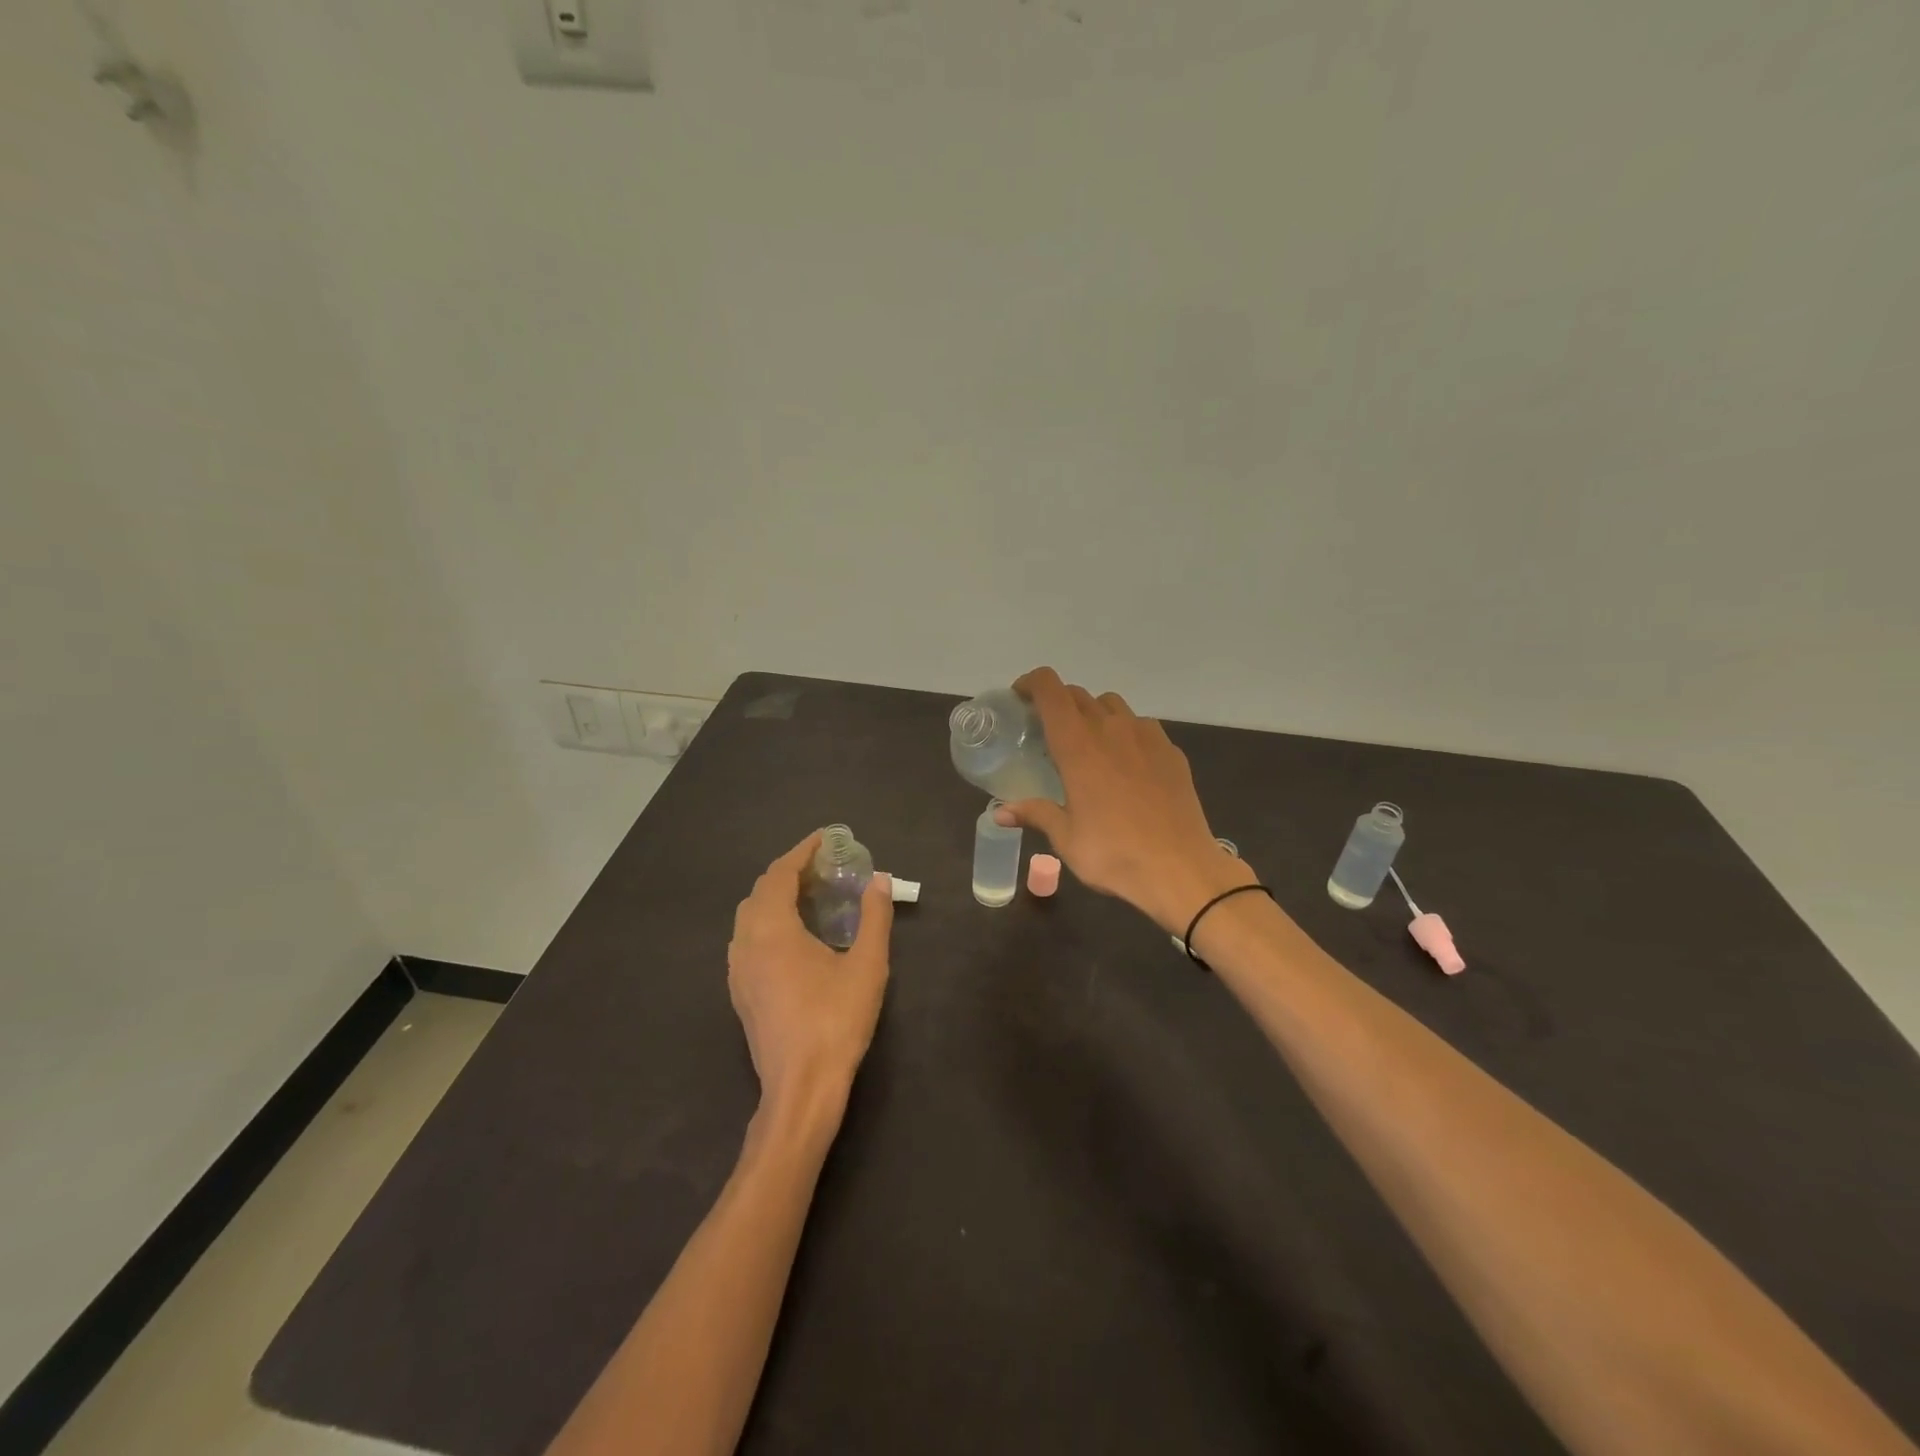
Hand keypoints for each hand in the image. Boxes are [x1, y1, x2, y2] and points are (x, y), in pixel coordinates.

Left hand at [727, 832, 893, 1118]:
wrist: (801, 1087)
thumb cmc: (836, 1021)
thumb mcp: (867, 965)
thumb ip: (874, 916)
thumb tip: (880, 879)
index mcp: (772, 930)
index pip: (780, 873)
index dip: (802, 851)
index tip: (826, 839)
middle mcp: (746, 943)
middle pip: (761, 891)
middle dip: (789, 872)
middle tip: (824, 868)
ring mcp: (738, 970)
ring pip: (749, 916)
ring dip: (776, 897)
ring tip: (811, 896)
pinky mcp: (740, 992)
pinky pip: (747, 939)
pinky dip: (768, 921)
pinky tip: (795, 937)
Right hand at [994, 668, 1253, 933]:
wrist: (1181, 869)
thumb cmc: (1114, 854)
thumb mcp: (1066, 838)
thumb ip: (1035, 814)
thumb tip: (999, 812)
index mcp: (1078, 746)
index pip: (1050, 690)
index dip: (1031, 683)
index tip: (1020, 697)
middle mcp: (1111, 730)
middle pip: (1078, 695)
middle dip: (1057, 702)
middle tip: (1047, 729)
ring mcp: (1146, 737)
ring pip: (1112, 705)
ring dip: (1092, 713)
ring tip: (1088, 743)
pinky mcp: (1171, 751)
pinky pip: (1141, 726)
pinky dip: (1124, 731)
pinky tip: (1125, 763)